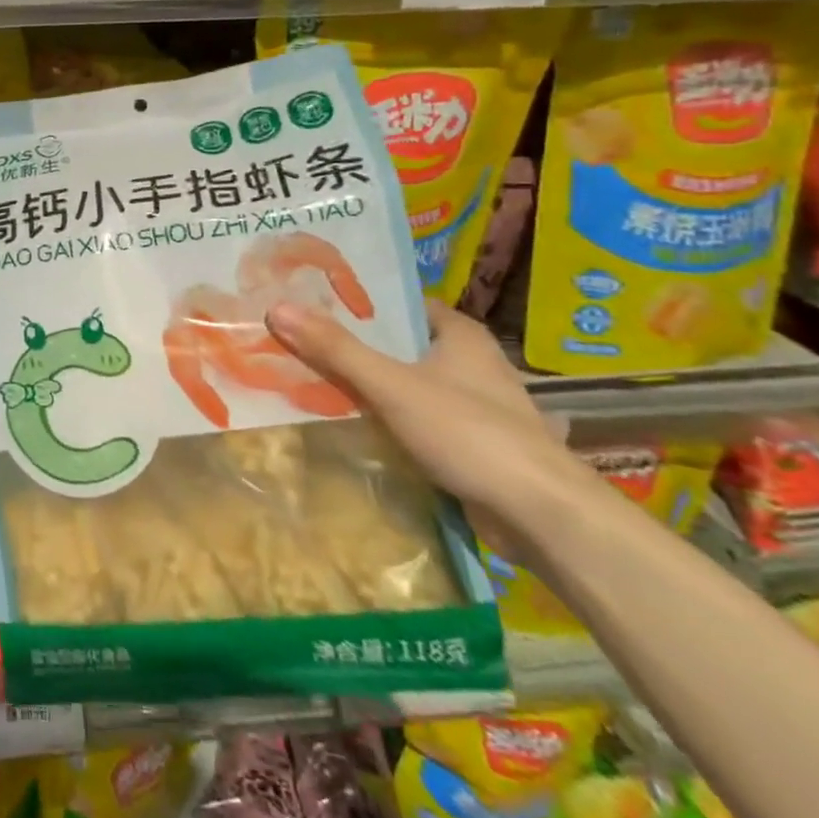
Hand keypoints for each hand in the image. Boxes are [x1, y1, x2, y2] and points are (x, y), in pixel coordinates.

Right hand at [264, 297, 584, 538]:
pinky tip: (351, 423)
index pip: (403, 304)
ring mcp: (474, 406)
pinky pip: (416, 418)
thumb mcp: (392, 385)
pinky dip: (386, 418)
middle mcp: (471, 363)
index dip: (360, 301)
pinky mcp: (471, 444)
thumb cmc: (470, 433)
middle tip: (301, 340)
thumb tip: (277, 308)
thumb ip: (335, 349)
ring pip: (407, 384)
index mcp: (461, 335)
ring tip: (313, 378)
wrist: (541, 516)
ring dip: (369, 385)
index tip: (313, 303)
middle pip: (400, 345)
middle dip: (355, 345)